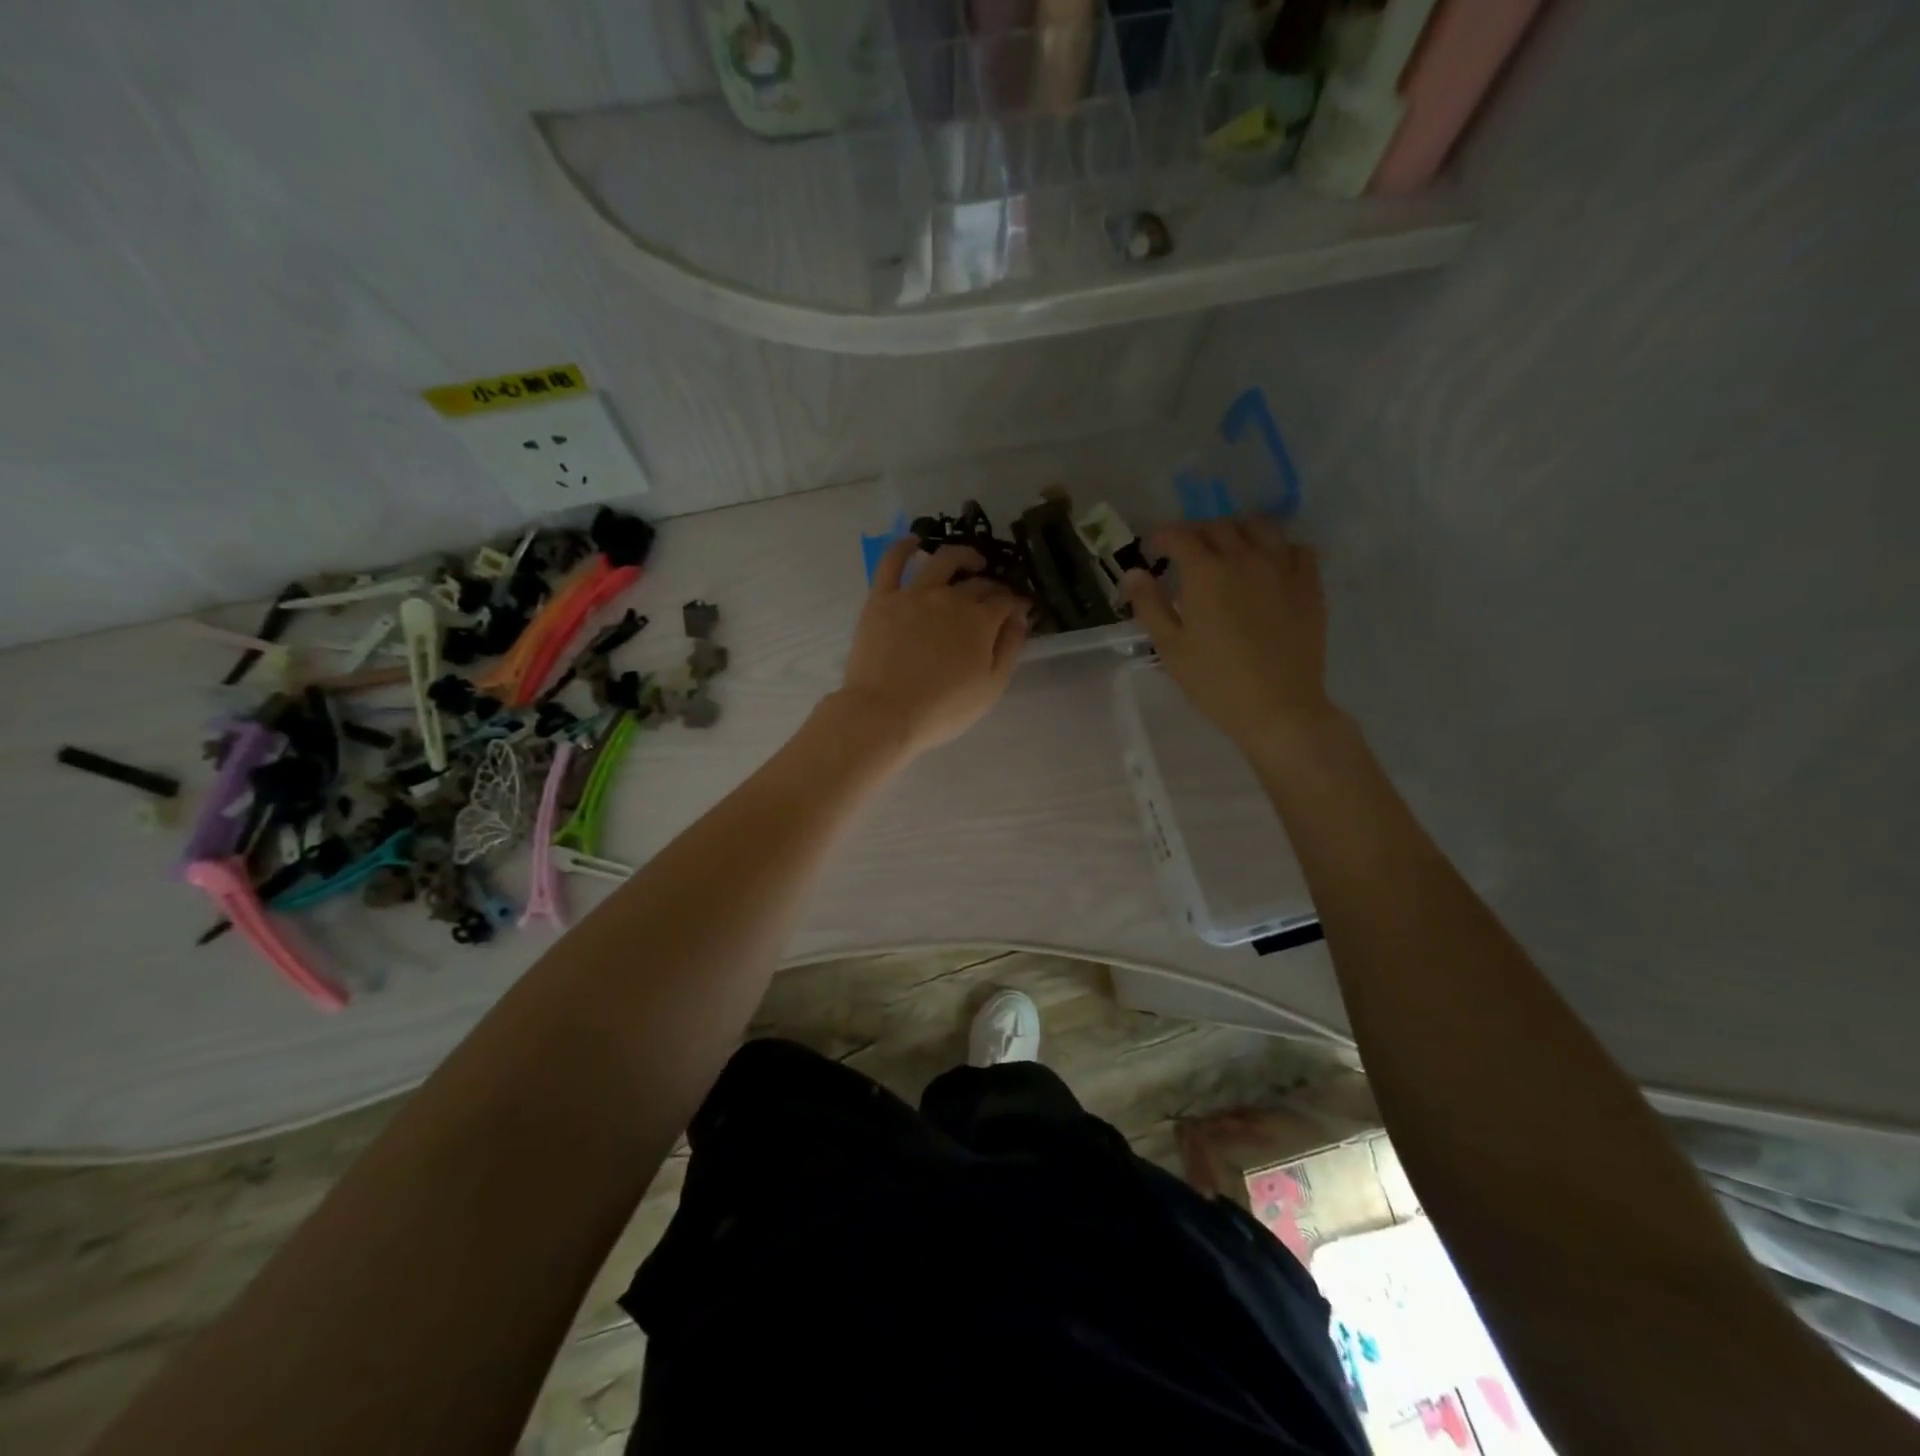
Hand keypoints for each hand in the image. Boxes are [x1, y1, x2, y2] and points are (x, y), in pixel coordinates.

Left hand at [835, 537, 1028, 757]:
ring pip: (944, 560)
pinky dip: (905, 548)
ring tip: (971, 561)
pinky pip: (892, 563)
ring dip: (963, 556)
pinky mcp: (882, 598)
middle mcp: (951, 597)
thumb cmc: (943, 709)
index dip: (1016, 603)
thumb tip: (1020, 617)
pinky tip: (914, 542)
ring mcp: (914, 594)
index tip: (1020, 609)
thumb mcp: (991, 688)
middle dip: (993, 586)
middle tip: (996, 597)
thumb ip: (1010, 648)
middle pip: (978, 583)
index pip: (1006, 601)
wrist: (884, 714)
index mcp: (980, 620)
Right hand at [1123, 518, 1334, 750]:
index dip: (1162, 535)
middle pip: (1219, 526)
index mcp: (1206, 573)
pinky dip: (1278, 547)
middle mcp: (1245, 558)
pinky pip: (1296, 547)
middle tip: (1185, 553)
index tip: (1152, 547)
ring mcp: (1282, 568)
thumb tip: (1133, 572)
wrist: (1279, 708)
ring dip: (1238, 531)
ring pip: (1260, 527)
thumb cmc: (1215, 682)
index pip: (1180, 535)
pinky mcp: (1310, 584)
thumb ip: (1150, 605)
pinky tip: (1269, 565)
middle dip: (1197, 532)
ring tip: (1228, 550)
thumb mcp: (1171, 648)